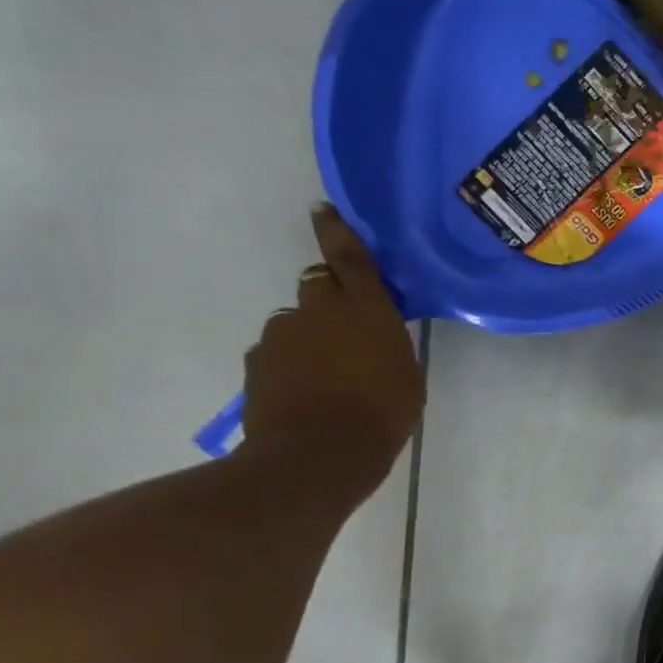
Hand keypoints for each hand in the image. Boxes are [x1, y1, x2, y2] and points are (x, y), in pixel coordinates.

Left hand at [241, 206, 423, 493]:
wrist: (319, 453)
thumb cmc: (383, 412)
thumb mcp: (405, 373)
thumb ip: (385, 342)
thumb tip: (369, 334)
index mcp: (366, 309)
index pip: (350, 258)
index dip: (336, 231)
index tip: (321, 209)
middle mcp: (319, 311)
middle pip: (318, 286)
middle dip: (329, 298)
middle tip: (345, 328)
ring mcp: (282, 336)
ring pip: (295, 323)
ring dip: (309, 337)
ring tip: (326, 375)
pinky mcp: (257, 363)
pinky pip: (276, 352)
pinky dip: (289, 364)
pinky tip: (305, 394)